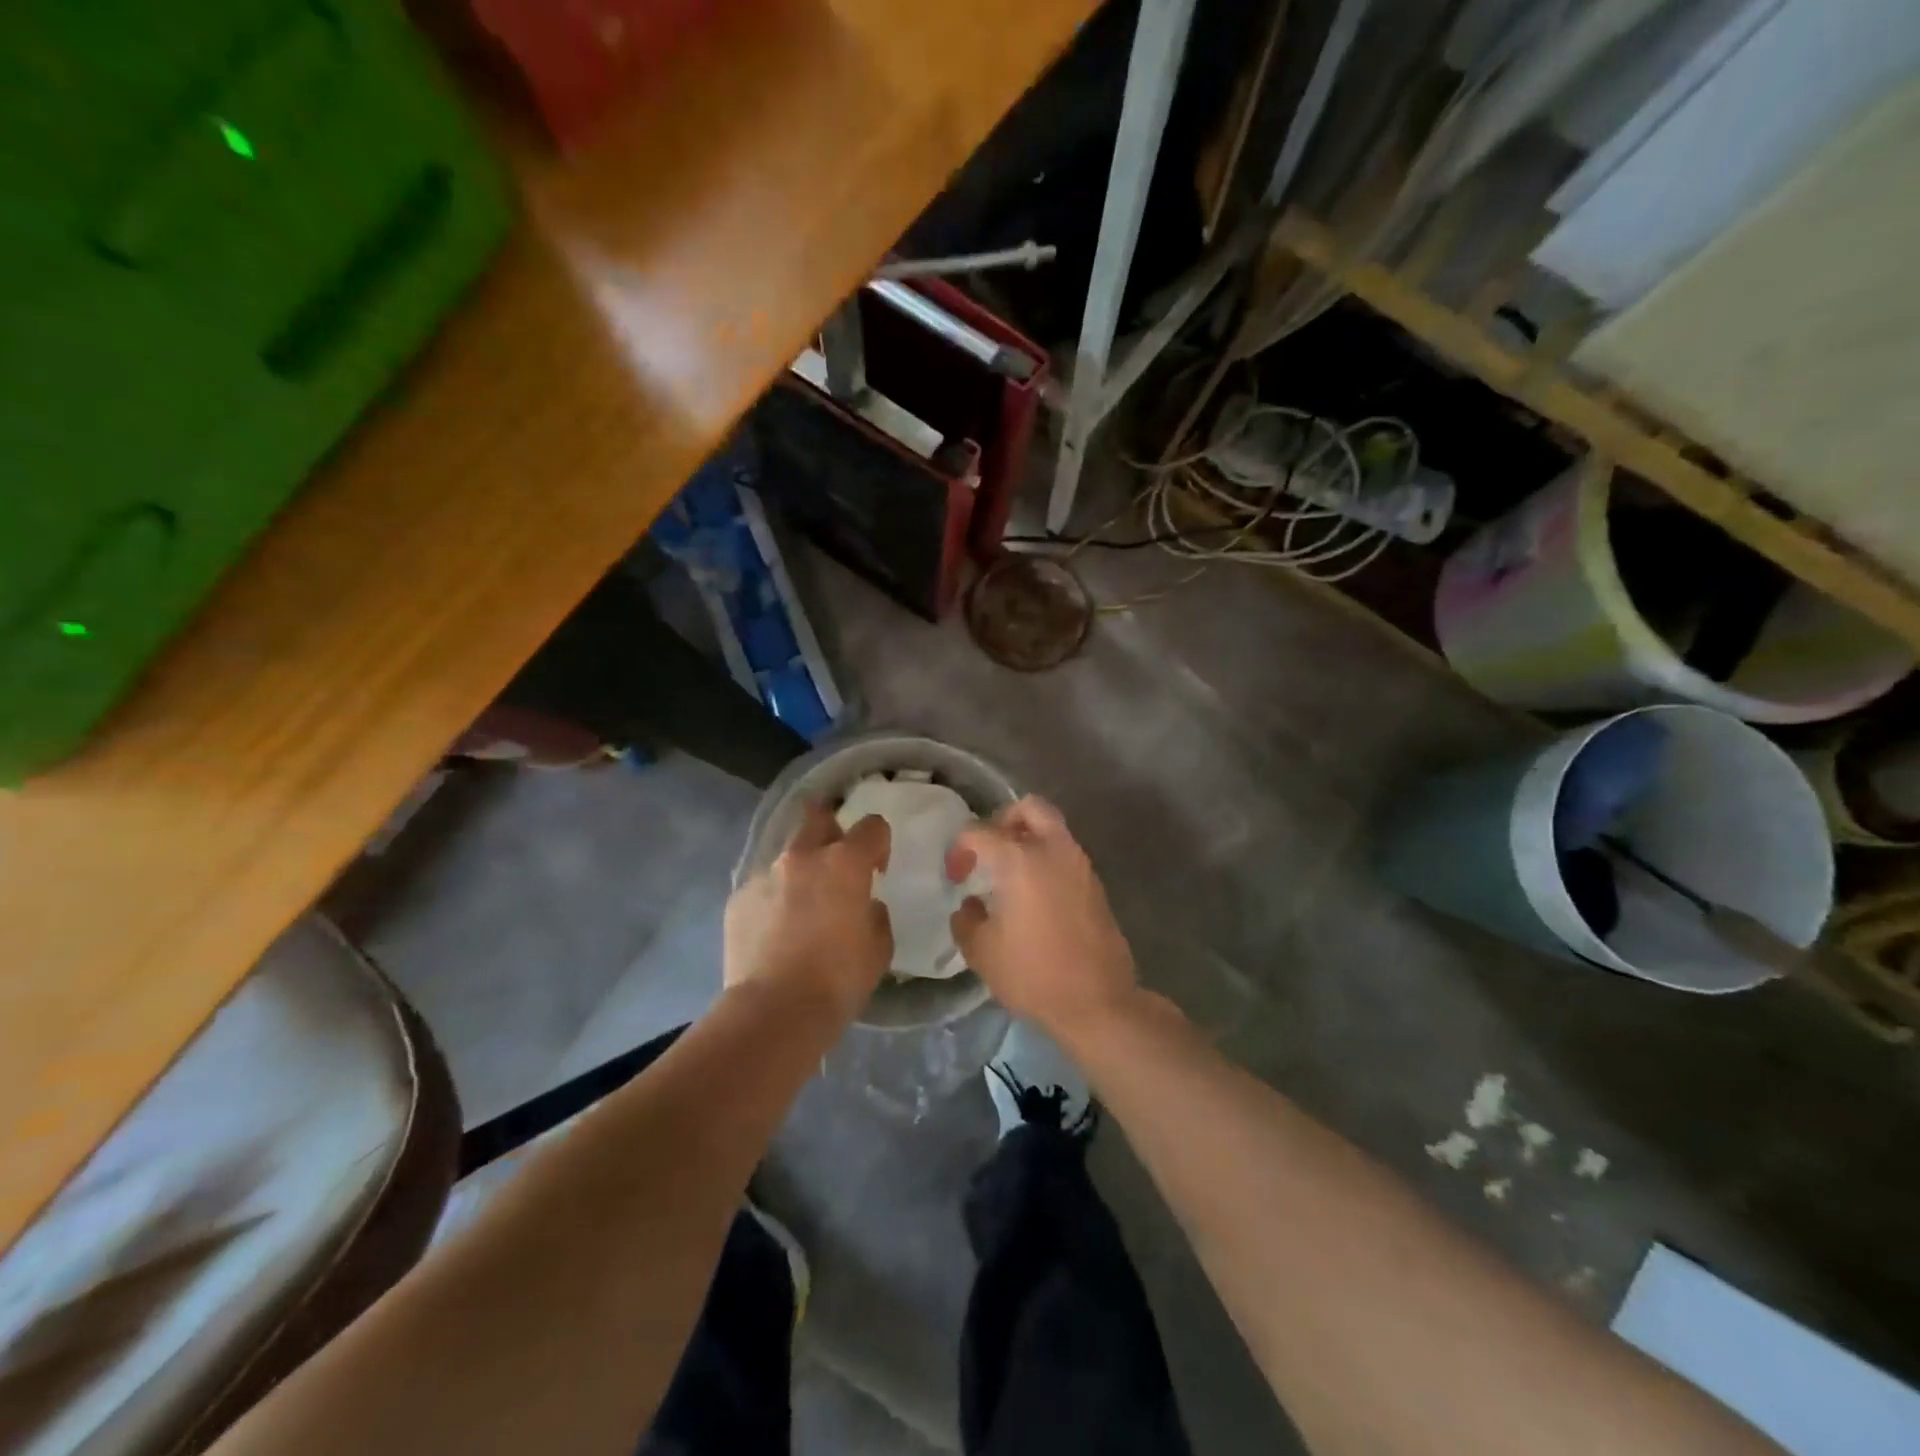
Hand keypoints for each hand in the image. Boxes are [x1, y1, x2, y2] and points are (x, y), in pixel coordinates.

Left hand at [725, 802, 891, 1022]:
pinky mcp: (737, 899)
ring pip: (787, 857)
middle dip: (831, 830)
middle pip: (818, 817)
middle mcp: (802, 857)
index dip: (879, 843)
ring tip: (800, 912)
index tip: (876, 871)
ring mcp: (764, 875)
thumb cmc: (838, 979)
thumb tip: (863, 906)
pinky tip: (774, 935)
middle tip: (836, 865)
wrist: (774, 1011)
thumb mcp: (879, 948)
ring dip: (799, 874)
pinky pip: (762, 889)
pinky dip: (772, 902)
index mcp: (845, 863)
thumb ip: (874, 914)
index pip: (872, 826)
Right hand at [946, 796, 1137, 1035]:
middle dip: (1003, 820)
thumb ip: (966, 920)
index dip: (959, 849)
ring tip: (1009, 874)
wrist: (1098, 1002)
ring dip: (1028, 839)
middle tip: (989, 850)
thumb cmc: (1033, 974)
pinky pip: (1066, 854)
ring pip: (1053, 828)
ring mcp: (1080, 865)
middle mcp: (1054, 850)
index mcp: (1020, 859)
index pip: (979, 832)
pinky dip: (1046, 859)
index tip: (956, 878)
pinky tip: (1033, 894)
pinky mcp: (1095, 885)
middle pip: (1029, 808)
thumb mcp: (982, 952)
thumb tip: (970, 905)